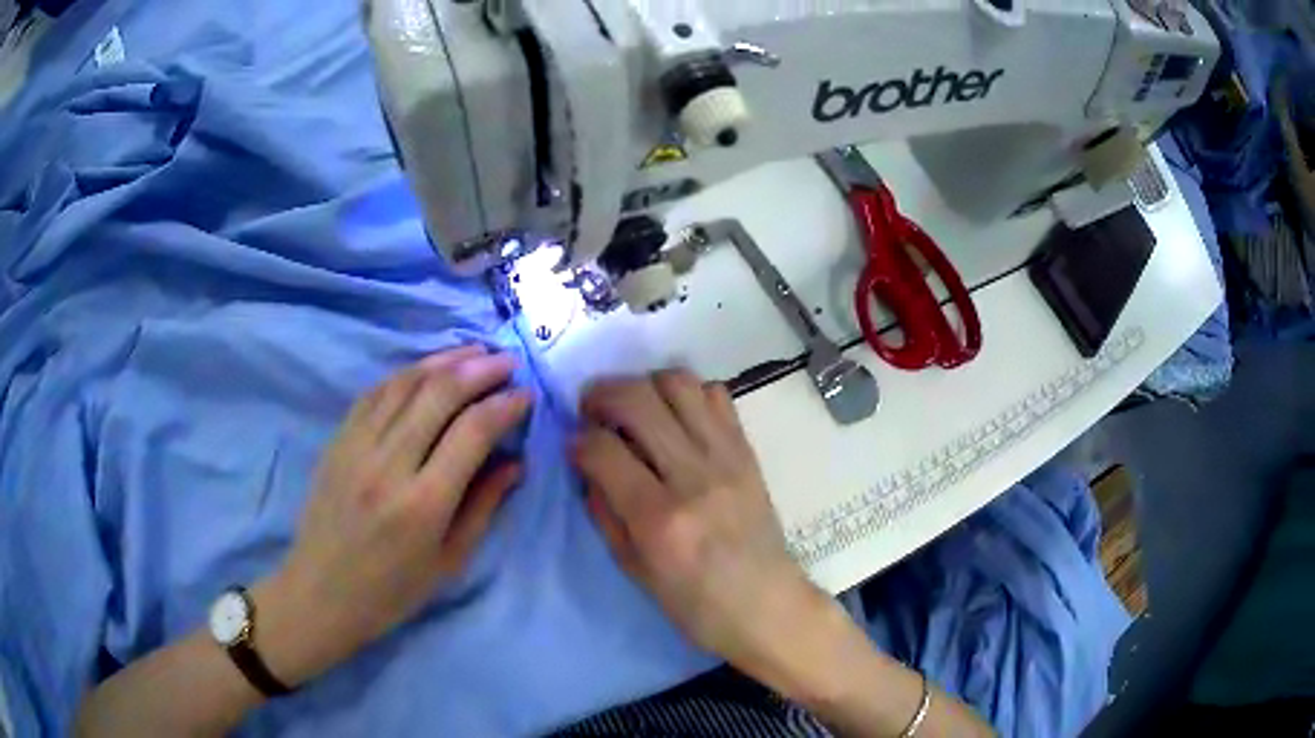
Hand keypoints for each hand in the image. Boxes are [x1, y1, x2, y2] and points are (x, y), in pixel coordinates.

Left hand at [257, 345, 531, 685]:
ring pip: (404, 384)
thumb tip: (516, 463)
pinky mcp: (337, 441)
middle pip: (438, 395)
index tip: (525, 395)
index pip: (471, 433)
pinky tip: (424, 369)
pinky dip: (404, 374)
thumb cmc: (392, 591)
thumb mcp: (449, 562)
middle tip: (506, 361)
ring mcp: (356, 447)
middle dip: (479, 369)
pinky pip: (374, 393)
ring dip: (443, 360)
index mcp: (423, 504)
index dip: (504, 406)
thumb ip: (484, 507)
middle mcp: (388, 465)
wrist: (321, 593)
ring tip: (473, 351)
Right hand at [572, 370, 831, 676]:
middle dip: (601, 394)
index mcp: (659, 519)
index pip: (602, 448)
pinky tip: (675, 418)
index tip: (574, 446)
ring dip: (643, 384)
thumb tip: (586, 464)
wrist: (768, 606)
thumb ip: (605, 512)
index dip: (577, 440)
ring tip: (633, 407)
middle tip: (590, 410)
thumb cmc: (696, 606)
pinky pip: (716, 395)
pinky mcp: (748, 451)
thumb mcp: (634, 571)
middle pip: (637, 399)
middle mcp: (694, 476)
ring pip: (678, 382)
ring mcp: (727, 458)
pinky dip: (688, 394)